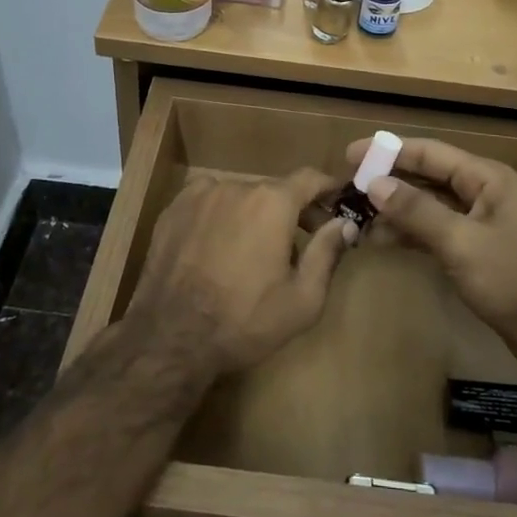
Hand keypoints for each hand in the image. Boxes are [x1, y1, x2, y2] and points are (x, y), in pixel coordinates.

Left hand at [126, 170, 354, 378]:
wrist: (171, 338)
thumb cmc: (246, 320)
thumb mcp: (303, 298)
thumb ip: (327, 252)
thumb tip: (345, 223)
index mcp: (272, 202)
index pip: (311, 179)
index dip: (328, 190)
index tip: (338, 205)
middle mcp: (236, 186)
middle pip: (275, 190)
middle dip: (293, 211)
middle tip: (301, 242)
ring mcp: (200, 195)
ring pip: (240, 197)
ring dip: (254, 215)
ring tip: (254, 251)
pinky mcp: (174, 210)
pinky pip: (209, 203)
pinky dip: (221, 217)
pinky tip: (218, 248)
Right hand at [345, 136, 516, 382]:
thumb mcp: (463, 244)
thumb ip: (418, 212)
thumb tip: (374, 184)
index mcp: (486, 179)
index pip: (429, 153)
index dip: (388, 151)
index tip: (349, 154)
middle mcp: (483, 194)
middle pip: (428, 177)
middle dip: (389, 181)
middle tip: (347, 188)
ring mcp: (482, 224)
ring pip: (430, 207)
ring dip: (396, 210)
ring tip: (356, 218)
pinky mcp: (479, 253)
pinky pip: (437, 233)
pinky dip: (411, 235)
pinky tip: (383, 242)